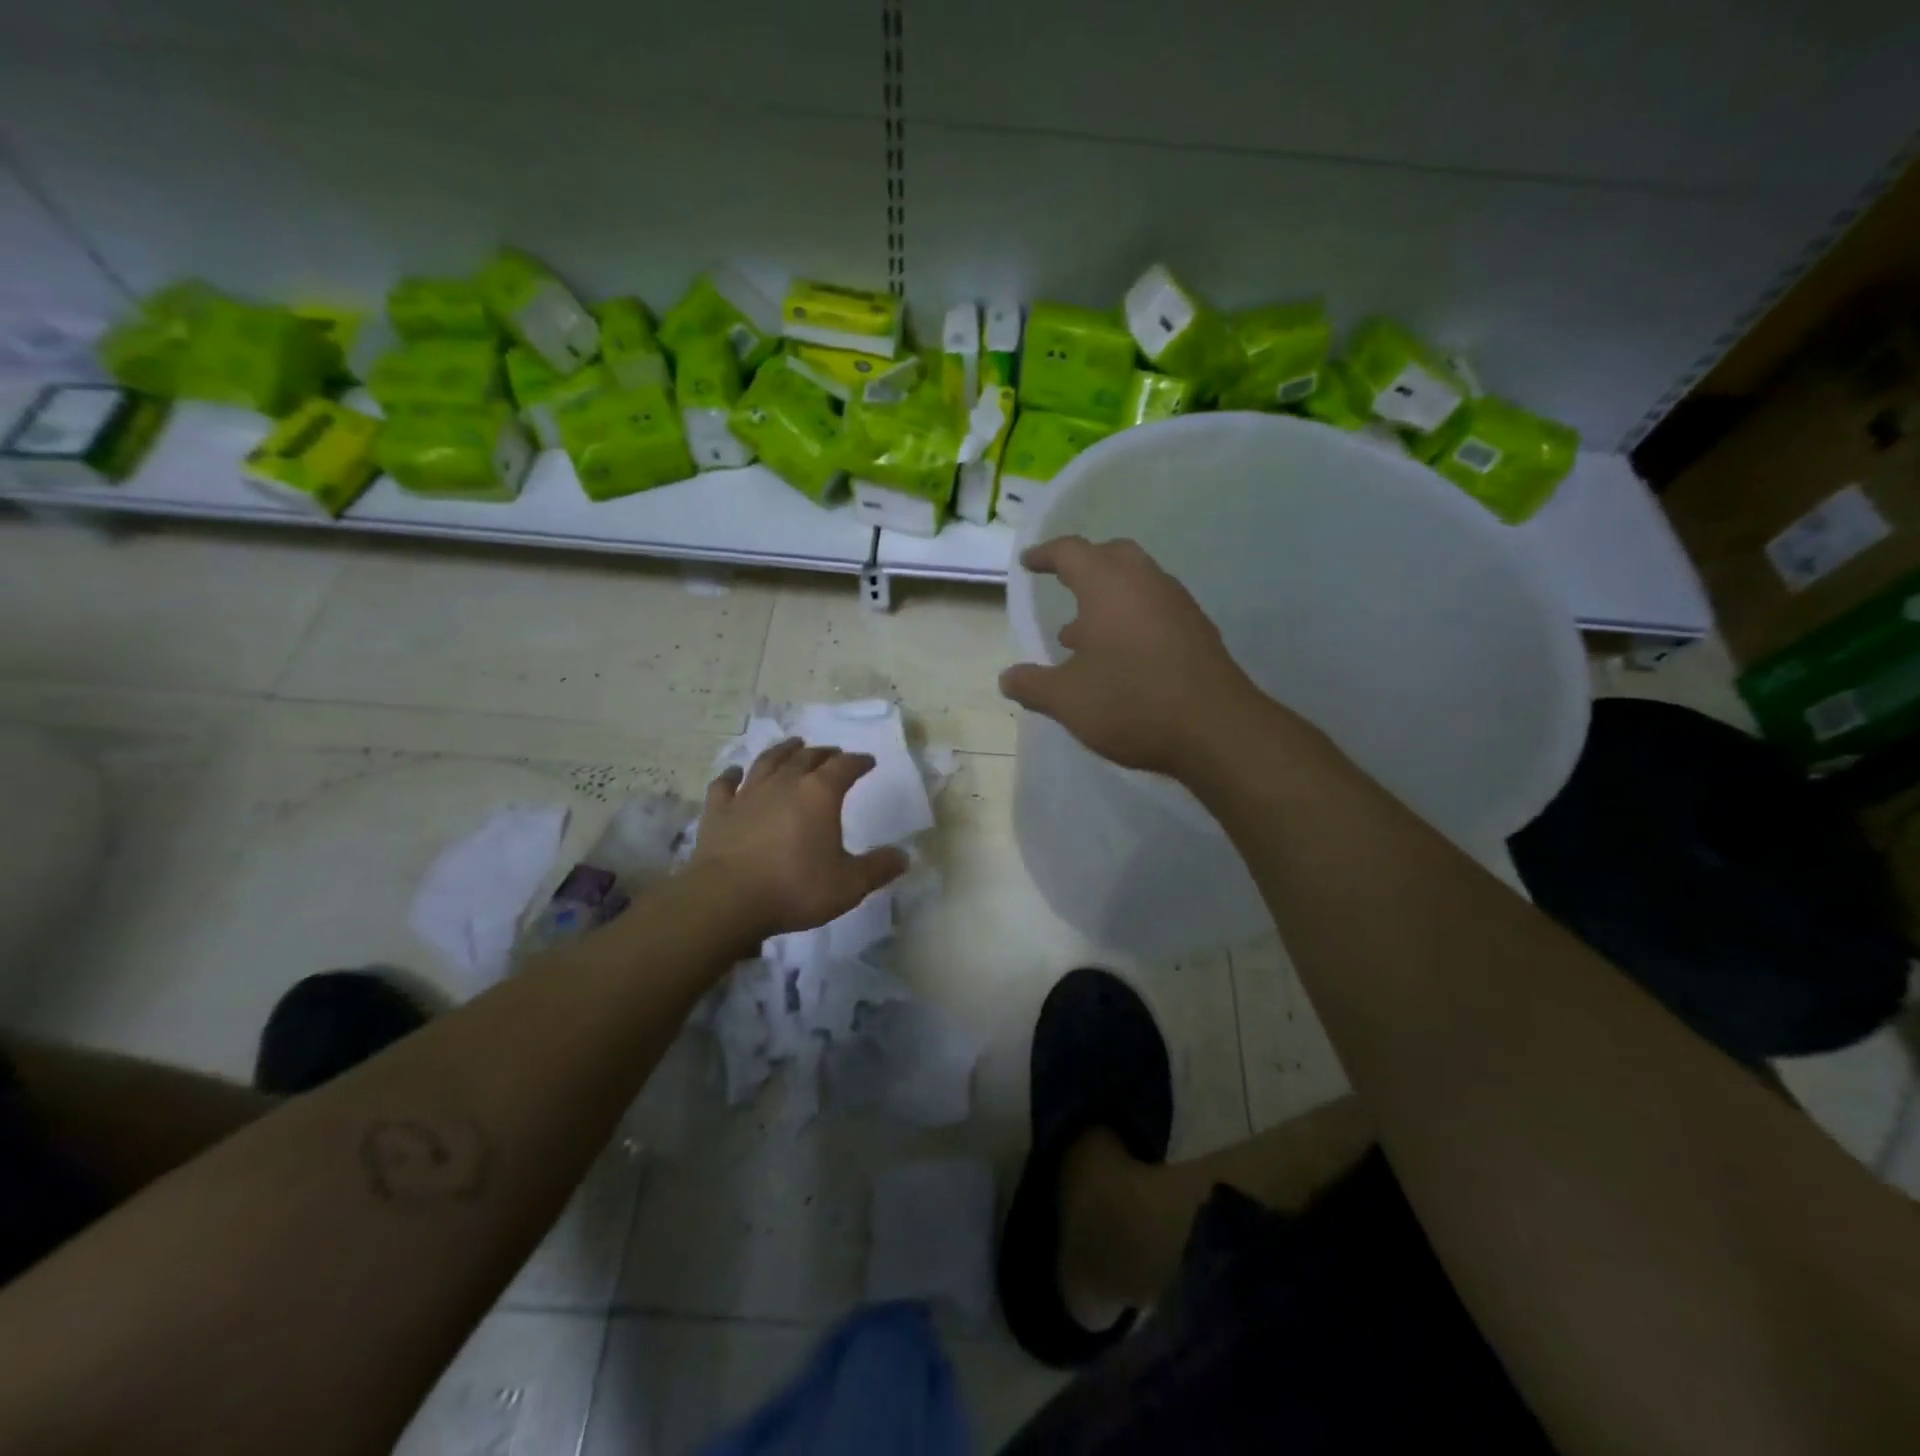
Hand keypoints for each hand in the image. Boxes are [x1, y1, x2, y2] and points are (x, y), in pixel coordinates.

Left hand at [690, 738, 909, 938]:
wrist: (728, 899)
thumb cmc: (795, 888)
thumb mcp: (849, 885)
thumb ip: (878, 868)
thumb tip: (904, 857)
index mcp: (819, 794)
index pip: (845, 767)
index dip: (858, 762)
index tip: (868, 761)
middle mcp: (784, 783)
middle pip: (807, 758)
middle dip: (824, 753)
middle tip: (833, 753)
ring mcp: (748, 794)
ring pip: (768, 762)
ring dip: (783, 751)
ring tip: (793, 745)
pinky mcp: (718, 811)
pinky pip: (724, 784)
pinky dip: (731, 775)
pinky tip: (734, 772)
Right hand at [999, 535, 1263, 776]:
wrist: (1216, 729)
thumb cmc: (1131, 702)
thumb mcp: (1067, 700)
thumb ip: (1032, 685)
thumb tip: (1008, 678)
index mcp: (1107, 585)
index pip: (1071, 552)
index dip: (1046, 554)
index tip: (1029, 563)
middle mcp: (1145, 582)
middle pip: (1111, 556)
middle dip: (1084, 566)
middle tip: (1064, 585)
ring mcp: (1177, 604)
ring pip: (1137, 583)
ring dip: (1107, 598)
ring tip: (1080, 635)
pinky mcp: (1197, 630)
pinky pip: (1155, 608)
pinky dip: (1130, 618)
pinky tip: (1119, 658)